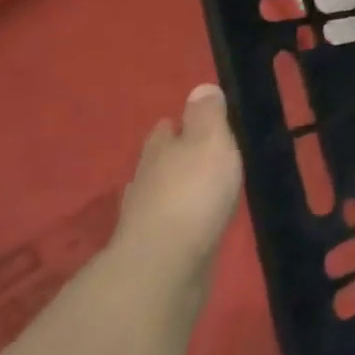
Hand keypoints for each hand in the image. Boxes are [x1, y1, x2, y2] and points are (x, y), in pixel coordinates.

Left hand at [113, 84, 244, 293]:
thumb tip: (200, 87)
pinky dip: (176, 221)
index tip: (184, 122)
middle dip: (170, 158)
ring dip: (172, 191)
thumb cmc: (193, 191)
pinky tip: (190, 224)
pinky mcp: (153, 252)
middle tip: (191, 154)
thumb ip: (207, 115)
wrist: (165, 266)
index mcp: (159, 151)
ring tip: (194, 189)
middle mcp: (145, 182)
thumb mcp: (210, 141)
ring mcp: (144, 220)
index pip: (163, 132)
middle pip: (156, 164)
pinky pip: (166, 226)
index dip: (175, 126)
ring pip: (157, 196)